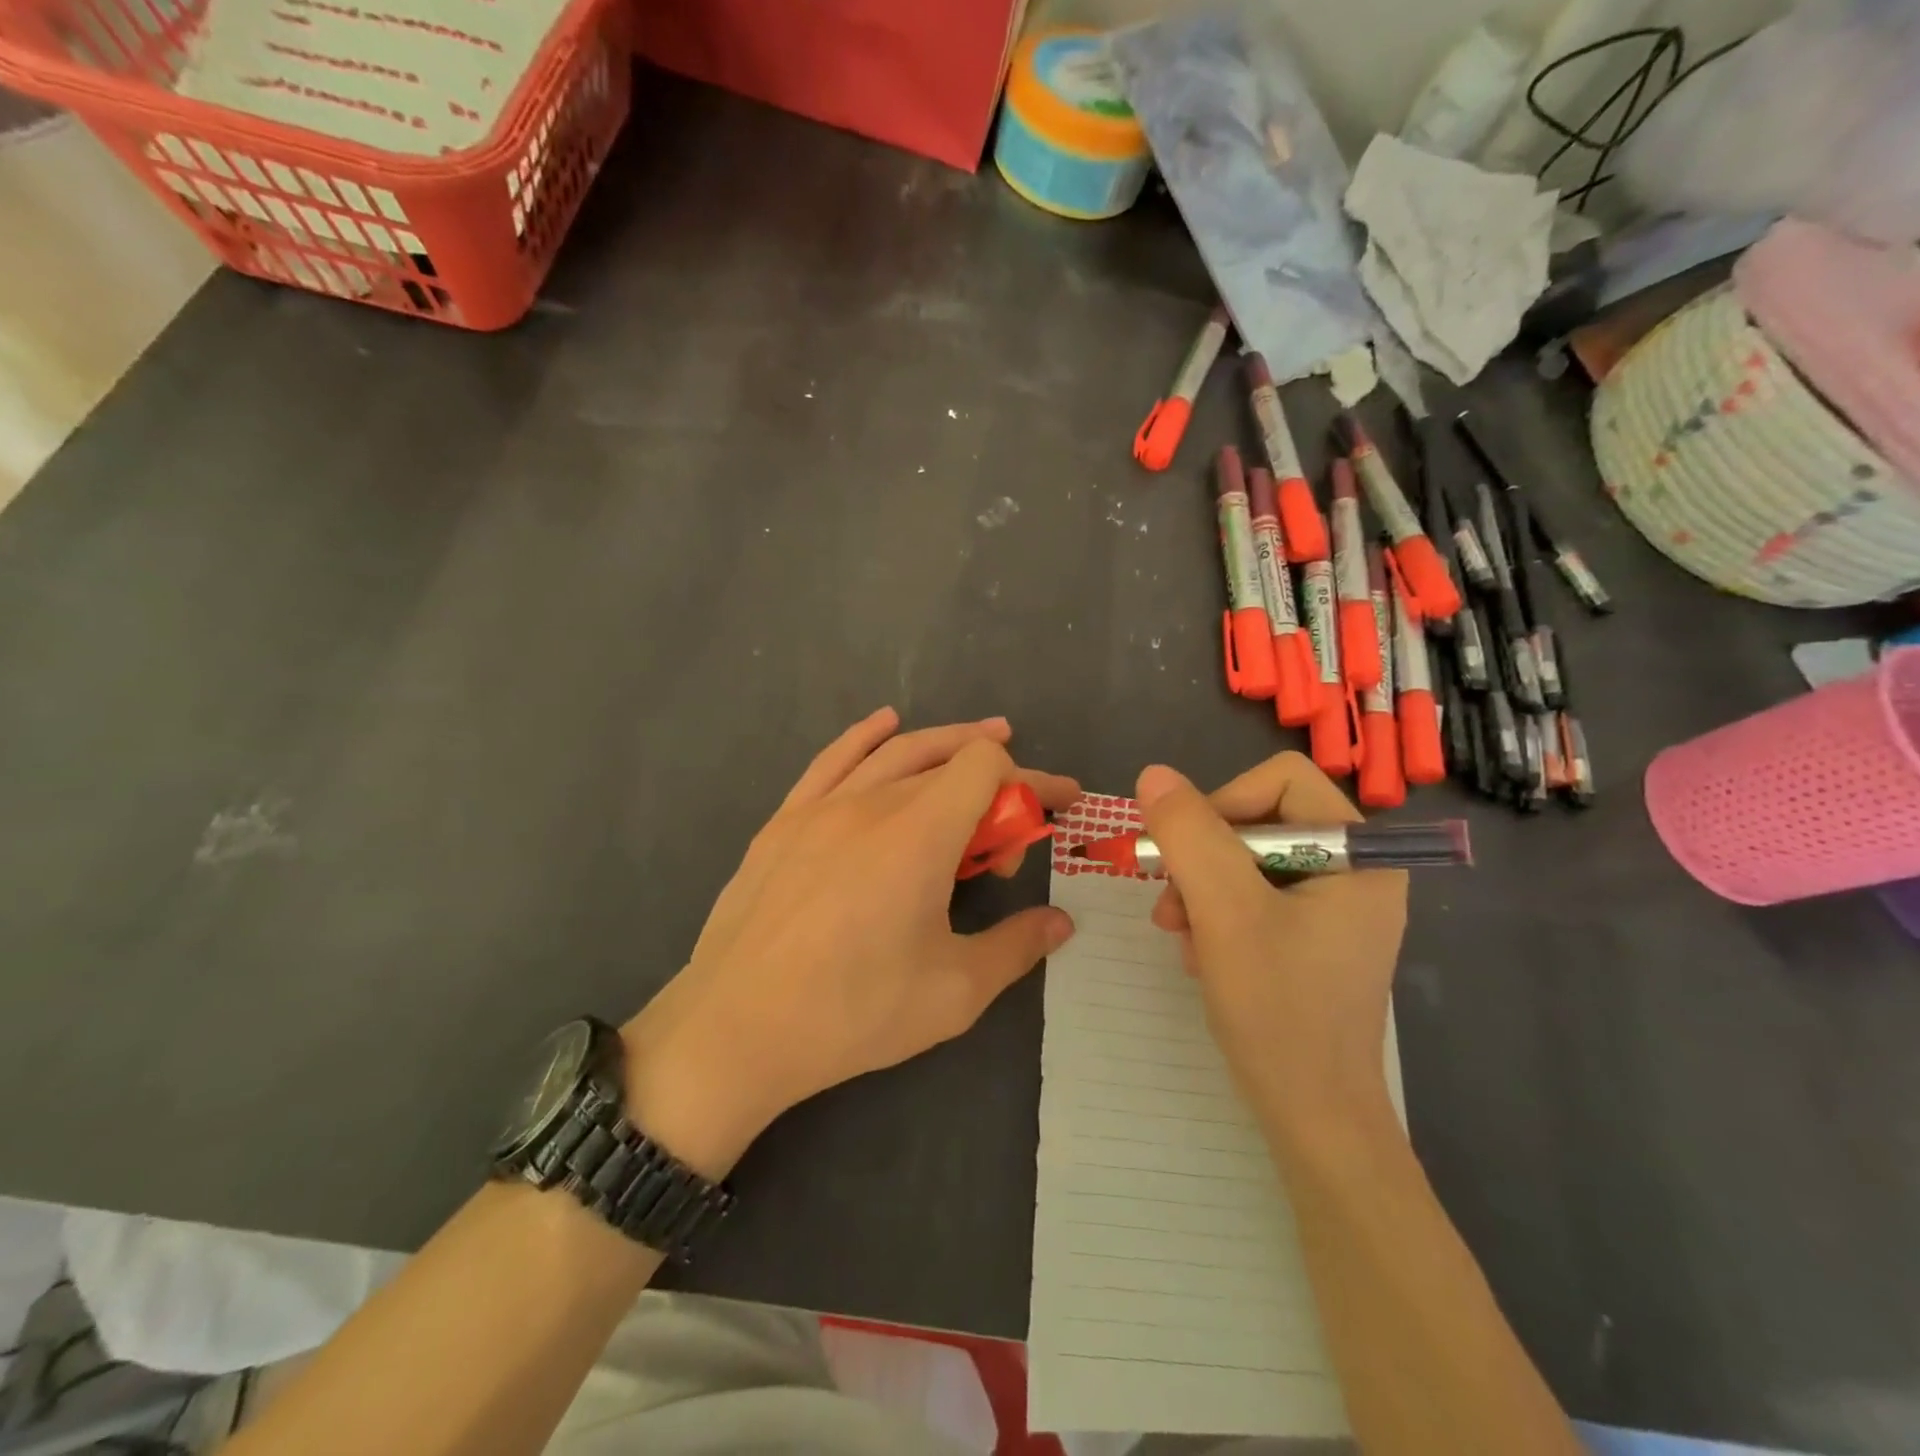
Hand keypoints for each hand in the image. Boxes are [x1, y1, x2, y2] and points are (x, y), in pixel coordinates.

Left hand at [622, 709, 1078, 1176]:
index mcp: (920, 834)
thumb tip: (1061, 923)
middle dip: (997, 780)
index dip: (1031, 780)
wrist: (736, 1029)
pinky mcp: (784, 822)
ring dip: (944, 742)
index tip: (1055, 809)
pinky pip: (833, 759)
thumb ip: (1016, 947)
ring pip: (895, 752)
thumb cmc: (852, 1012)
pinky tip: (885, 723)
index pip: (987, 767)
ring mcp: (821, 806)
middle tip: (1016, 817)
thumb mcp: (953, 992)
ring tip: (979, 741)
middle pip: (948, 760)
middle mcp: (873, 802)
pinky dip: (867, 736)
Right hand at [1136, 754, 1406, 1152]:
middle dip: (1203, 860)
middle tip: (1170, 905)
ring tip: (1180, 936)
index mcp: (1359, 854)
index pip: (1280, 781)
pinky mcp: (1312, 938)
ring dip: (1200, 891)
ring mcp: (1334, 908)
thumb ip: (1190, 834)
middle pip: (1258, 821)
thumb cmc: (1278, 1010)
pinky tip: (1200, 955)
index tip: (1187, 855)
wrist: (1312, 1119)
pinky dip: (1215, 917)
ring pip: (1245, 861)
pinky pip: (1252, 898)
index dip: (1223, 804)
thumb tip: (1153, 774)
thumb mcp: (1225, 911)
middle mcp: (1354, 872)